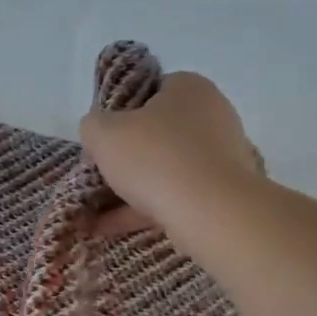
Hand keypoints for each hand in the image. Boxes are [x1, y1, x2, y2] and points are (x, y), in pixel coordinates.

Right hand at [80, 72, 264, 241]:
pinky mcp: (222, 193)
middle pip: (159, 133)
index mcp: (189, 88)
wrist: (210, 213)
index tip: (104, 137)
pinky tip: (110, 227)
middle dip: (127, 155)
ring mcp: (222, 156)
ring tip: (97, 210)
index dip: (122, 113)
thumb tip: (98, 131)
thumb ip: (93, 125)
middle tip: (100, 173)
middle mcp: (213, 115)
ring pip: (166, 169)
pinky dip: (144, 209)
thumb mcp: (103, 133)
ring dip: (132, 189)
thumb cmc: (154, 158)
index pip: (151, 91)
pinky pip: (175, 197)